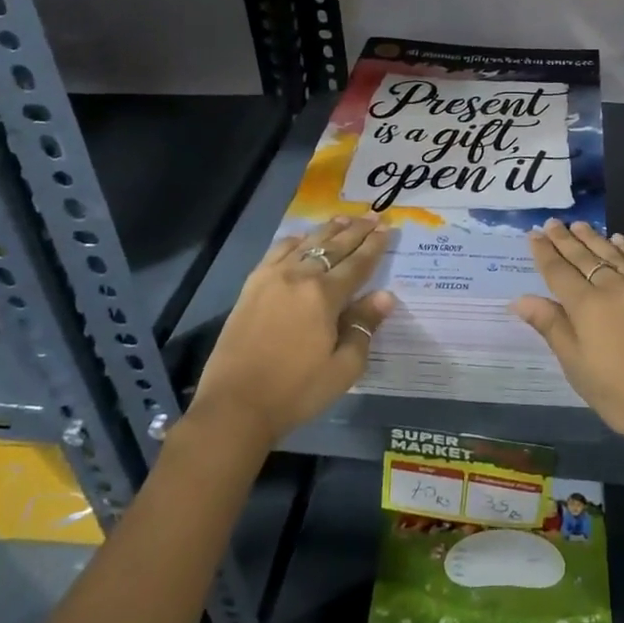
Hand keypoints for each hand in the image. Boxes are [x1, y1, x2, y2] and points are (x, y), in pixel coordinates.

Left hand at [190, 215, 395, 447]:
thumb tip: (385, 296)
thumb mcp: (343, 368)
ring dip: (327, 230)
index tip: (387, 228)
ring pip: (306, 244)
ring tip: (343, 218)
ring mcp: (271, 278)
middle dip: (356, 230)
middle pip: (333, 246)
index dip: (374, 246)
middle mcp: (299, 277)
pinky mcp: (251, 287)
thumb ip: (364, 327)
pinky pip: (276, 252)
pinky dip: (293, 240)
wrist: (235, 407)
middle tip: (373, 215)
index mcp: (324, 296)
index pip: (357, 263)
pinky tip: (301, 238)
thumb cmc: (295, 392)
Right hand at [511, 219, 623, 456]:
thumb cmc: (623, 395)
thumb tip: (521, 299)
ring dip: (593, 238)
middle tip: (552, 222)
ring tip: (579, 225)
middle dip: (565, 239)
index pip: (558, 271)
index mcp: (587, 306)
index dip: (544, 252)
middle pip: (584, 257)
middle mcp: (613, 287)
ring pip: (612, 254)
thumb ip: (552, 327)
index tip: (533, 234)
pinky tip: (618, 240)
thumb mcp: (578, 367)